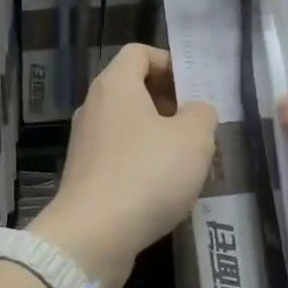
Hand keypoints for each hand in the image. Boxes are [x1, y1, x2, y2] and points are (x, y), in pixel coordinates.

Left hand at [31, 44, 215, 287]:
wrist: (93, 235)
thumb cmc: (146, 174)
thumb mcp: (193, 138)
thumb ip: (202, 114)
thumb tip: (195, 110)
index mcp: (114, 85)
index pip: (138, 53)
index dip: (169, 62)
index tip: (194, 88)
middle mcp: (93, 107)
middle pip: (132, 88)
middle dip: (168, 102)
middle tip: (199, 126)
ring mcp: (86, 142)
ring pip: (128, 125)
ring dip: (158, 136)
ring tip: (189, 160)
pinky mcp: (85, 175)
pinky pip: (119, 155)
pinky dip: (142, 162)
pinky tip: (165, 188)